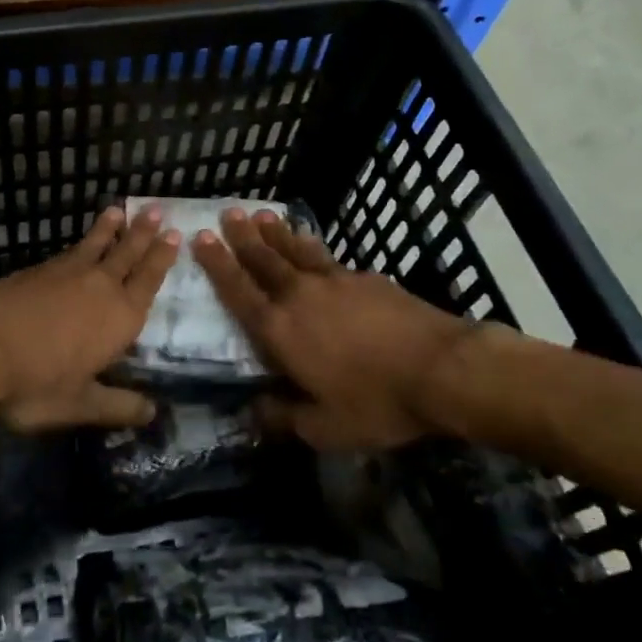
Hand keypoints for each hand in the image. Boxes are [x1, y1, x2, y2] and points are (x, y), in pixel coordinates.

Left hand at [0, 206, 179, 431]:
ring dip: (111, 229)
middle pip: (127, 255)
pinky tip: (79, 243)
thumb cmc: (35, 383)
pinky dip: (81, 241)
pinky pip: (69, 250)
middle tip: (158, 210)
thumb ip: (117, 406)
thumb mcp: (80, 405)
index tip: (175, 235)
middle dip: (143, 233)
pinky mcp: (37, 270)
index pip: (148, 281)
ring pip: (97, 245)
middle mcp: (100, 287)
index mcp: (120, 318)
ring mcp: (66, 274)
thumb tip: (153, 412)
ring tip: (119, 210)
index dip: (162, 259)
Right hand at [192, 209, 484, 448]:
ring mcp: (334, 281)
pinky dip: (310, 244)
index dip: (217, 265)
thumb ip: (284, 418)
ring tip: (259, 214)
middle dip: (241, 237)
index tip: (200, 238)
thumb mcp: (325, 428)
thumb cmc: (377, 402)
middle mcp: (299, 296)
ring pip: (294, 250)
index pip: (238, 291)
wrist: (441, 368)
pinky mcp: (364, 278)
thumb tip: (250, 413)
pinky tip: (309, 240)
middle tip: (226, 213)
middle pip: (263, 260)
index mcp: (280, 331)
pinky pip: (326, 256)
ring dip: (274, 232)